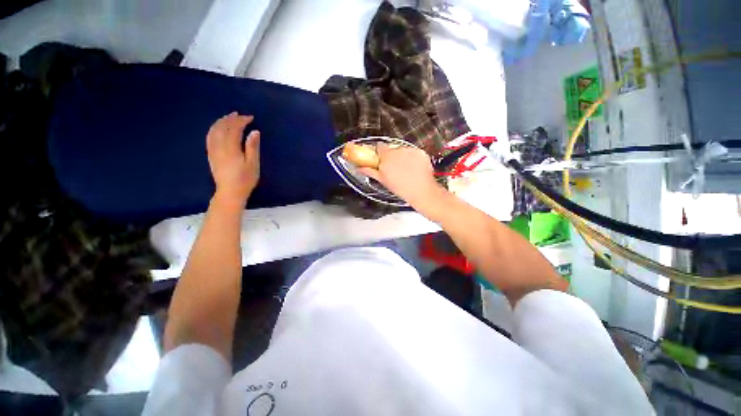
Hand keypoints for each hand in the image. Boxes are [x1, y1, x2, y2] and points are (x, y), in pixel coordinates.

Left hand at [206, 112, 259, 206]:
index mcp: (231, 148)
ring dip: (221, 122)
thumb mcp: (253, 164)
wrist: (230, 192)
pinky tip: (218, 128)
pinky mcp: (211, 155)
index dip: (242, 121)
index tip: (250, 117)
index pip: (235, 128)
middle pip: (222, 127)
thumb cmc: (245, 179)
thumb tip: (255, 132)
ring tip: (229, 117)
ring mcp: (213, 150)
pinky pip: (209, 137)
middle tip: (239, 114)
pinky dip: (214, 129)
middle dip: (231, 119)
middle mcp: (219, 146)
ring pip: (214, 131)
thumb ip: (253, 147)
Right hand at [360, 144, 443, 209]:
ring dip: (403, 157)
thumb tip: (360, 168)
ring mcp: (410, 151)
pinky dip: (414, 158)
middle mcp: (398, 150)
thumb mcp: (383, 180)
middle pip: (392, 149)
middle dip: (392, 156)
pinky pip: (414, 153)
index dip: (380, 152)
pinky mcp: (420, 152)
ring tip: (406, 170)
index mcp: (386, 157)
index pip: (380, 146)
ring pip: (403, 150)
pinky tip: (414, 168)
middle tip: (394, 167)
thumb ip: (370, 171)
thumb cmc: (401, 188)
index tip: (381, 158)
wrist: (421, 191)